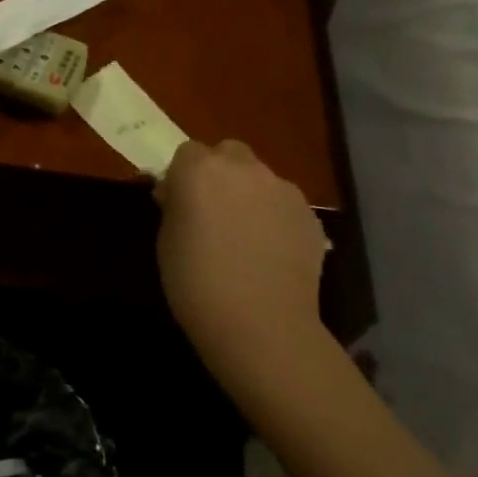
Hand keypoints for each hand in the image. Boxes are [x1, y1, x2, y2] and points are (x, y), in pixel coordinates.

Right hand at [154, 139, 329, 390]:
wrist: (261, 325)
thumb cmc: (196, 283)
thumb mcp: (166, 240)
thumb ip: (176, 206)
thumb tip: (180, 195)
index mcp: (199, 170)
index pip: (187, 152)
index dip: (182, 175)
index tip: (179, 202)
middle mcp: (244, 169)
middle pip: (229, 153)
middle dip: (220, 173)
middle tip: (212, 211)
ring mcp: (283, 190)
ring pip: (260, 178)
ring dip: (249, 194)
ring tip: (245, 236)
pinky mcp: (310, 215)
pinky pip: (284, 205)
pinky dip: (274, 218)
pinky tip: (269, 252)